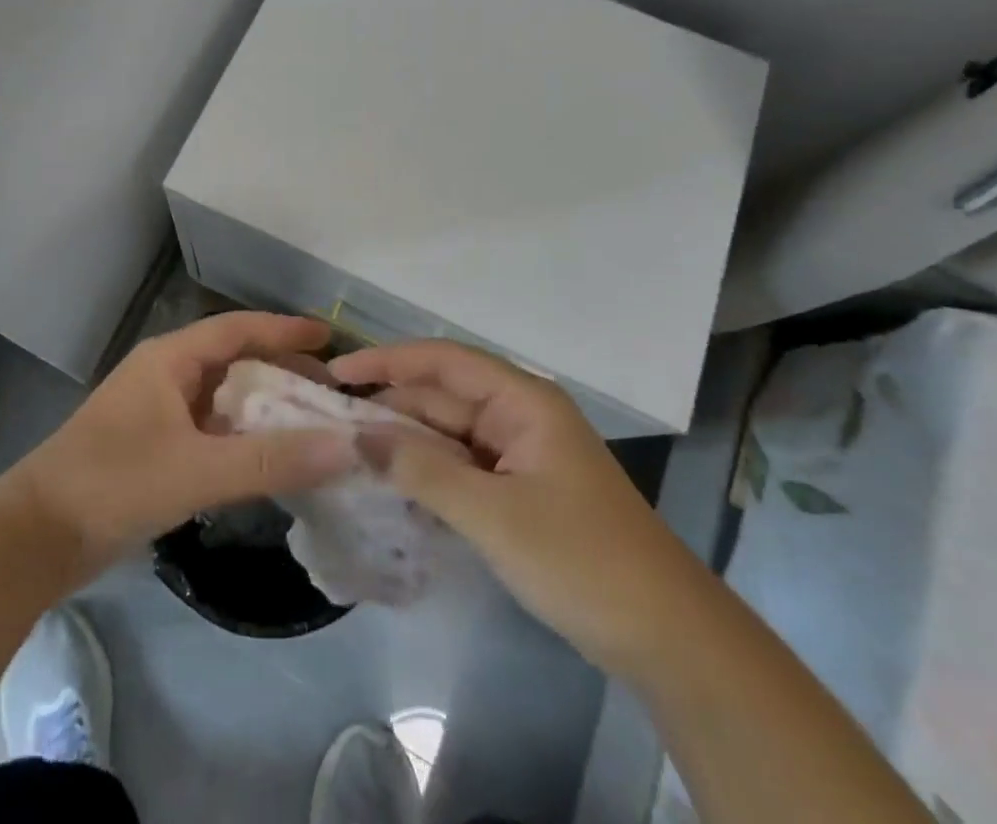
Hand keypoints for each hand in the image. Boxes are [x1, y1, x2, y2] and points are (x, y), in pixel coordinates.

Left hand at [8, 312, 356, 584]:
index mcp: (170, 358)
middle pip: (234, 361)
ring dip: (263, 408)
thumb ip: (272, 460)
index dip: (284, 330)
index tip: (329, 338)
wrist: (34, 538)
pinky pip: (209, 430)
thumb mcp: (198, 469)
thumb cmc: (115, 484)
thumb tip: (346, 445)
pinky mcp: (152, 448)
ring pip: (222, 398)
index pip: (238, 329)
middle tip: (328, 391)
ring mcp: (156, 412)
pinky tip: (268, 459)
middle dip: (280, 371)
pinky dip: (241, 438)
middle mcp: (164, 375)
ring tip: (309, 423)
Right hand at [330, 339, 710, 674]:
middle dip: (390, 407)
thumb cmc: (580, 559)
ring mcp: (520, 453)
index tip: (337, 372)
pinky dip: (428, 473)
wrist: (666, 637)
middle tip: (330, 426)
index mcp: (521, 399)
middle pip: (442, 397)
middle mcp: (518, 414)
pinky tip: (392, 486)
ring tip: (348, 454)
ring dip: (405, 444)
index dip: (387, 360)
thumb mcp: (493, 515)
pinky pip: (461, 467)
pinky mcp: (520, 489)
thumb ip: (422, 470)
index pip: (442, 360)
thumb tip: (356, 436)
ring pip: (449, 434)